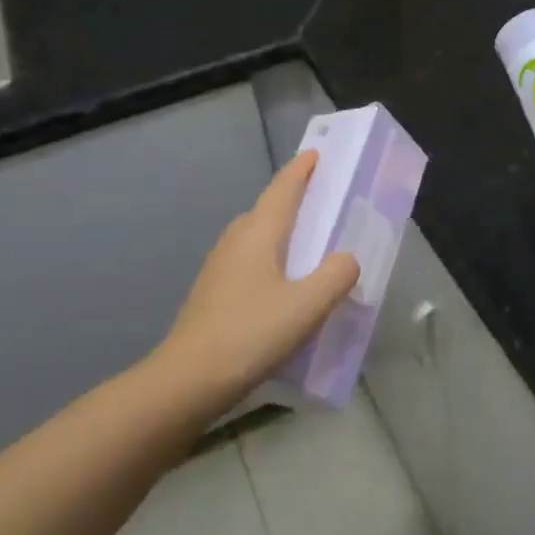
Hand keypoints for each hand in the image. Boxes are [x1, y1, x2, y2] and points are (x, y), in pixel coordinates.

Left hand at [157, 150, 359, 401]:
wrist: (187, 381)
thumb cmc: (250, 334)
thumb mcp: (307, 306)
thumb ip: (336, 276)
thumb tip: (347, 259)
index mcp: (258, 233)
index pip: (283, 189)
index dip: (301, 170)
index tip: (316, 154)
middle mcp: (236, 240)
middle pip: (268, 209)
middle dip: (295, 198)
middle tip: (325, 200)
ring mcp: (220, 266)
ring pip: (258, 236)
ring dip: (283, 230)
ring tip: (311, 242)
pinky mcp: (214, 292)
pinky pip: (251, 260)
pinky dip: (273, 257)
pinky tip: (285, 284)